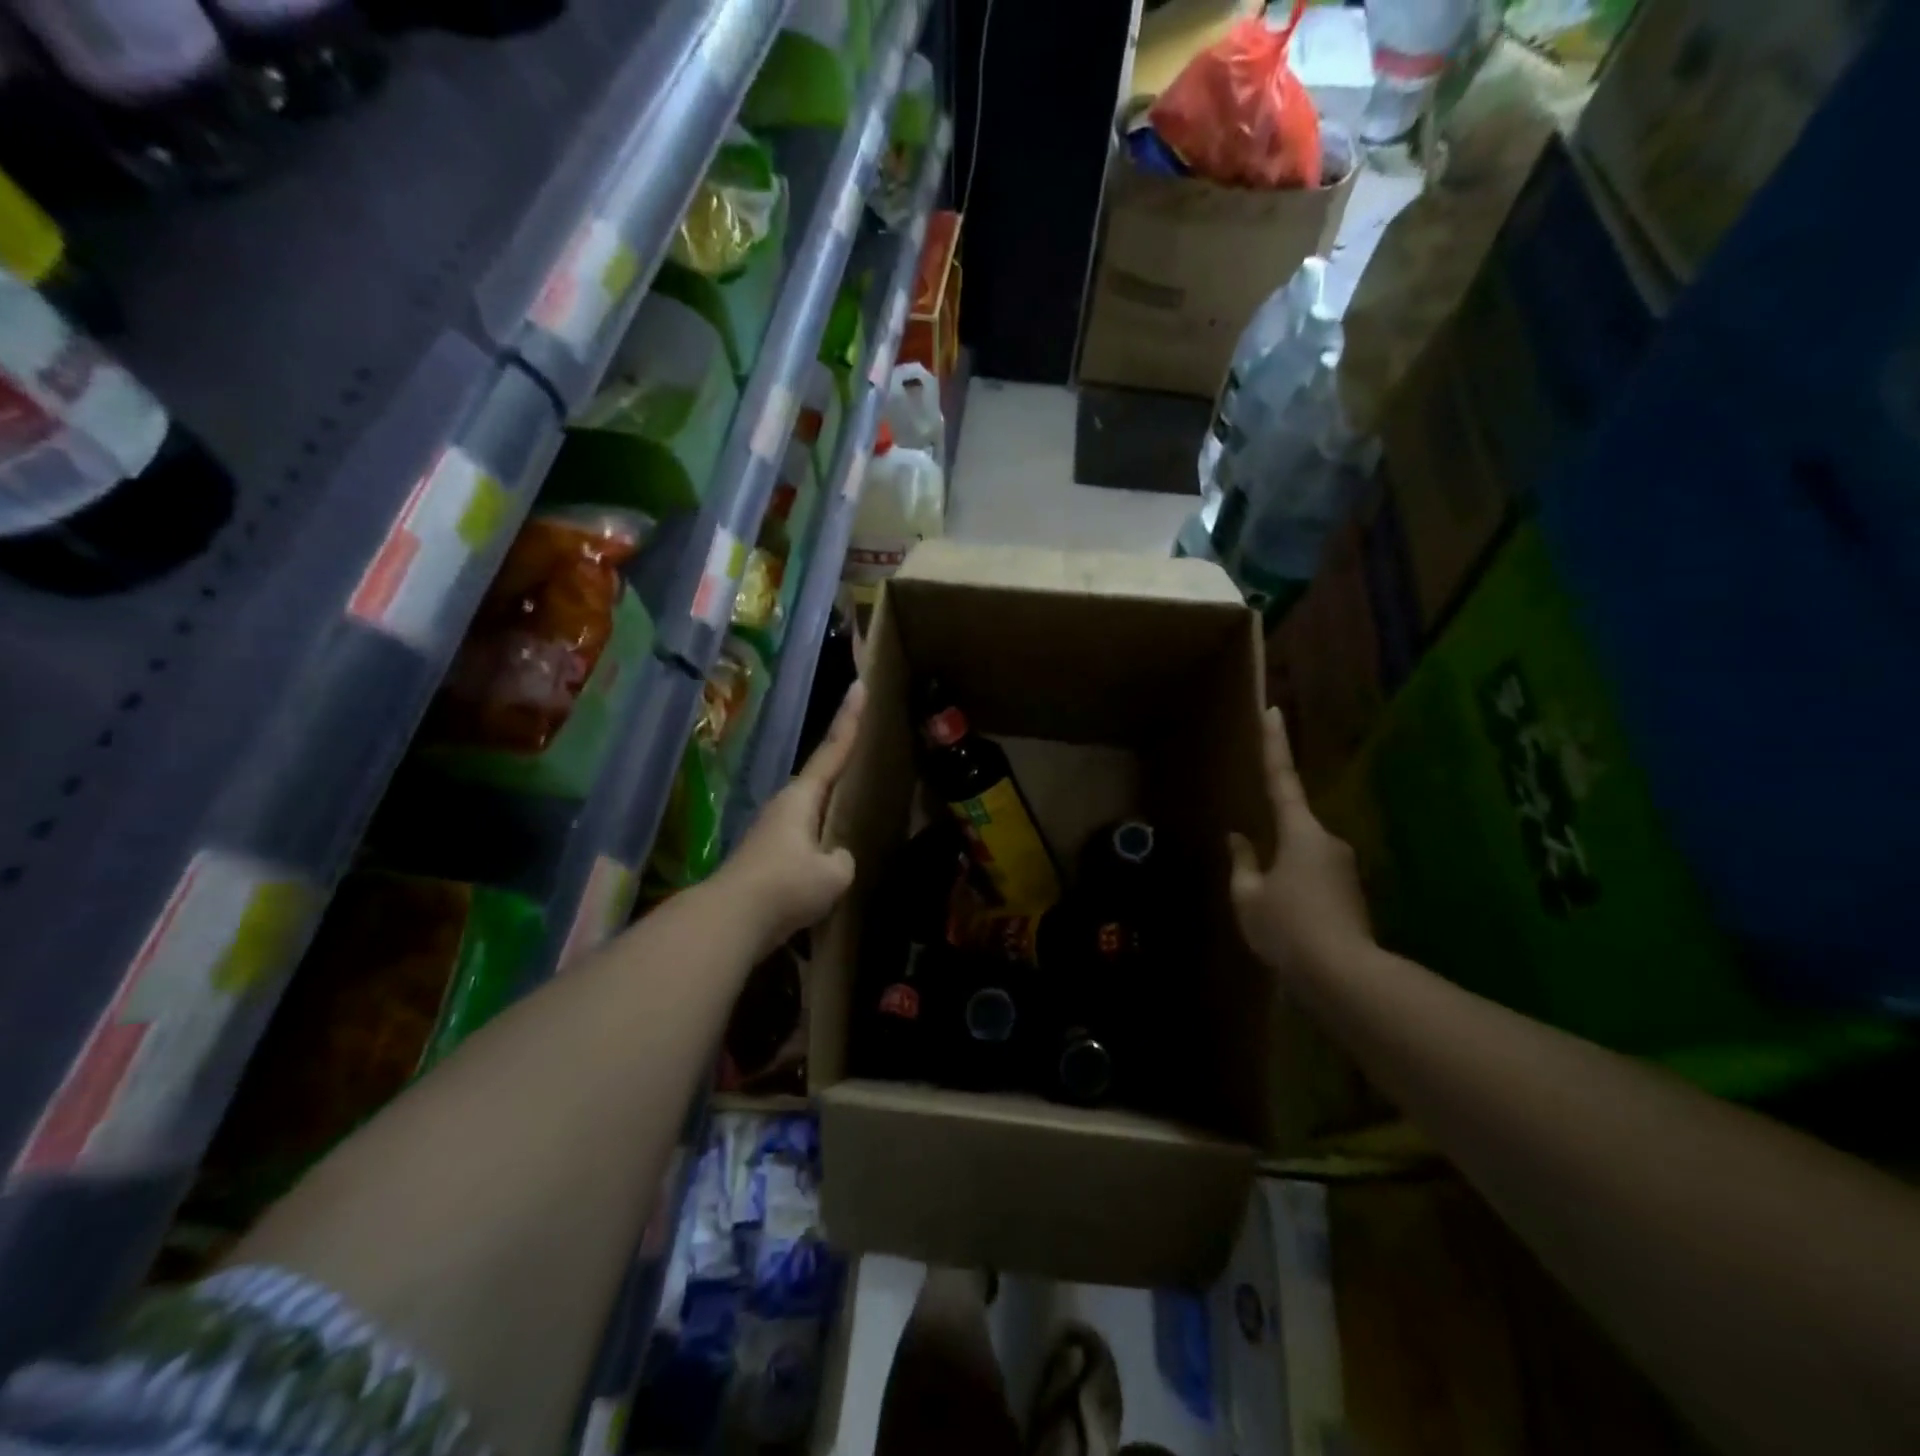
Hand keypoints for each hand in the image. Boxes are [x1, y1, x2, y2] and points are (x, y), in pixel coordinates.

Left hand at [719, 681, 864, 952]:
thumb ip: (842, 859)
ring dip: (830, 809)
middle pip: (819, 778)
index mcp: (802, 797)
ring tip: (855, 810)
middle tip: (865, 747)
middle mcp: (784, 806)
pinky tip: (831, 859)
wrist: (730, 921)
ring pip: (811, 812)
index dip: (849, 719)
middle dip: (841, 763)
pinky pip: (803, 840)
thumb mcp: (832, 873)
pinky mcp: (766, 858)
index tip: (859, 686)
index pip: (833, 750)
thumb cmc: (785, 885)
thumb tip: (835, 859)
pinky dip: (820, 840)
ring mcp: (772, 832)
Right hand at [1228, 706, 1372, 983]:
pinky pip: (1316, 880)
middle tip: (1257, 882)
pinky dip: (1299, 893)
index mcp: (1299, 832)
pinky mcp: (1353, 892)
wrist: (1344, 976)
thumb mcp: (1248, 896)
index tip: (1273, 710)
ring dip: (1285, 876)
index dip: (1274, 744)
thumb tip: (1238, 840)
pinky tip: (1290, 925)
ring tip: (1272, 915)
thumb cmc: (1287, 928)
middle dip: (1273, 845)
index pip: (1281, 779)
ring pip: (1304, 858)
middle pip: (1293, 828)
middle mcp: (1328, 840)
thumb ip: (1242, 863)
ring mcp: (1344, 867)